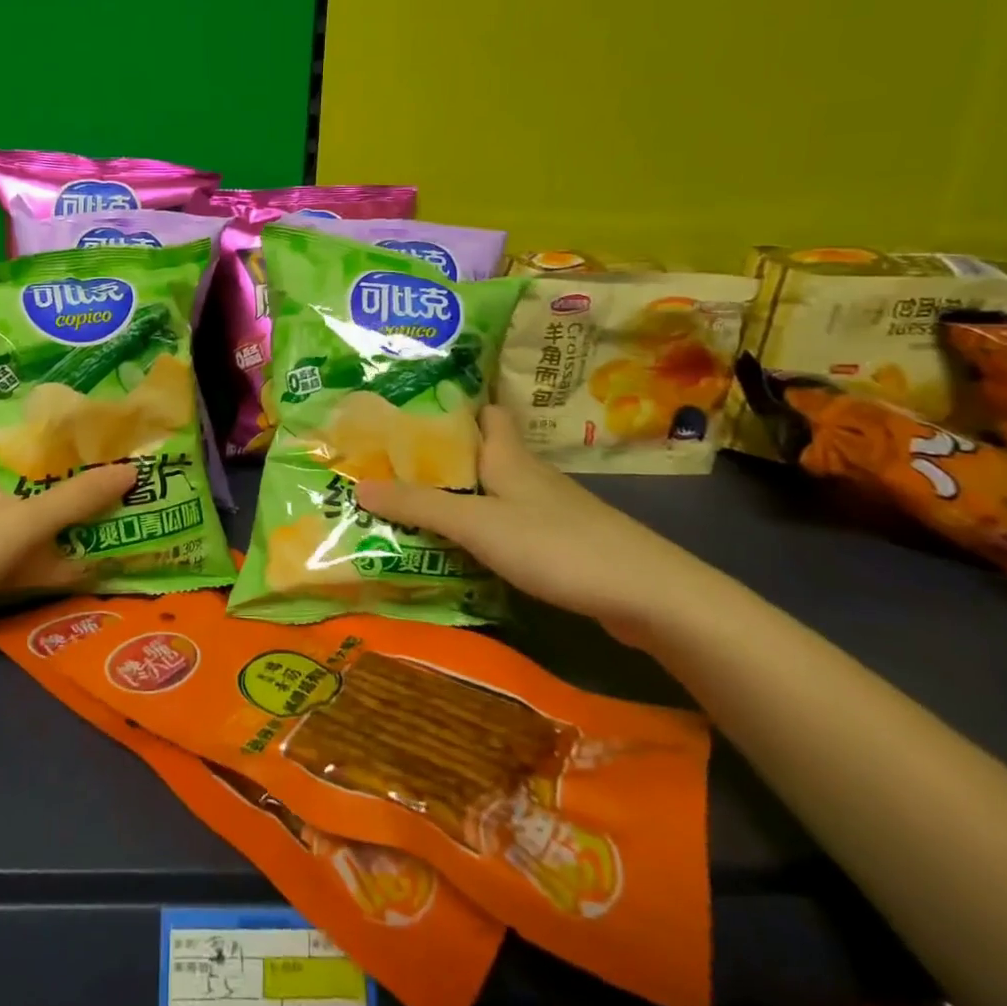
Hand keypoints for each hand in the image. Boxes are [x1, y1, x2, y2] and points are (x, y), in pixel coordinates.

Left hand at [0, 378, 136, 631]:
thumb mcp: (18, 527)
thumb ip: (74, 500)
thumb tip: (131, 470)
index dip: (6, 376)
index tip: (52, 376)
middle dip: (36, 428)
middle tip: (83, 425)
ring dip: (31, 471)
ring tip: (77, 468)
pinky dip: (19, 509)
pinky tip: (49, 526)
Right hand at [354, 403, 724, 640]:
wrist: (648, 595)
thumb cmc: (555, 544)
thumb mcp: (476, 524)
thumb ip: (419, 505)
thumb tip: (359, 484)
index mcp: (509, 457)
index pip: (486, 414)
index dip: (454, 410)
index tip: (412, 419)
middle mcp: (529, 475)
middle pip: (485, 455)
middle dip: (446, 460)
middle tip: (397, 471)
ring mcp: (551, 511)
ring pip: (498, 492)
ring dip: (463, 497)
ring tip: (419, 510)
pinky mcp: (564, 544)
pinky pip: (512, 525)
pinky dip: (486, 530)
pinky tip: (467, 551)